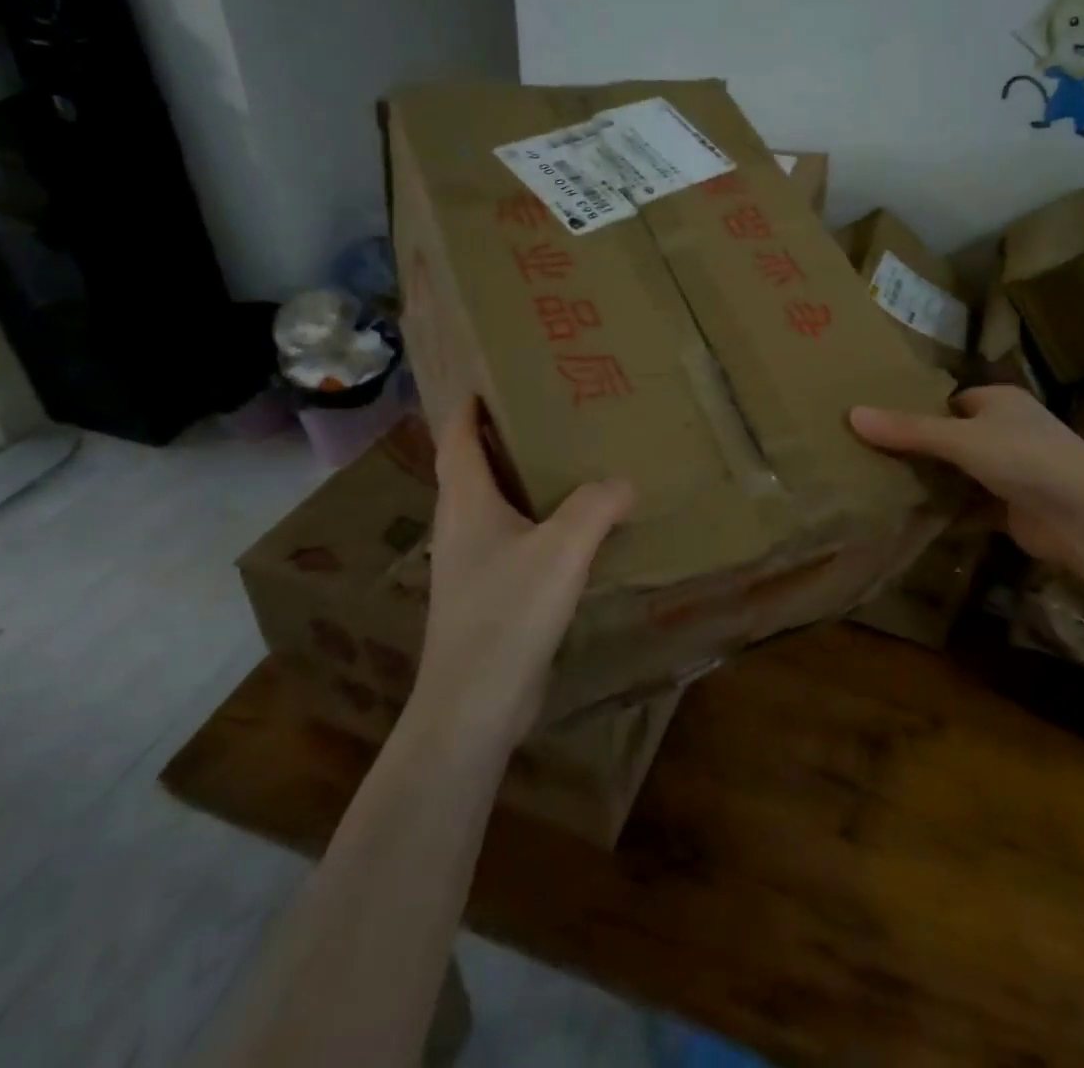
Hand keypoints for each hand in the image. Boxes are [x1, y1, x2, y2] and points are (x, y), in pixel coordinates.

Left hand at [412, 400, 635, 748]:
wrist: (473, 705)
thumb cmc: (507, 614)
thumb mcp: (560, 550)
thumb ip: (595, 507)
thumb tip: (625, 480)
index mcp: (465, 502)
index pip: (458, 438)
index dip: (470, 406)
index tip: (493, 378)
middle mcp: (461, 525)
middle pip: (474, 466)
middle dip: (503, 436)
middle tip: (547, 411)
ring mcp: (471, 562)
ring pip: (494, 504)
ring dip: (521, 479)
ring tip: (566, 461)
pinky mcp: (488, 592)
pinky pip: (512, 538)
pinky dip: (535, 520)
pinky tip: (572, 528)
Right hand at [850, 386, 1083, 568]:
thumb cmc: (1027, 460)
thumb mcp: (961, 439)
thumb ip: (908, 430)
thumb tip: (851, 414)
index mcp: (999, 403)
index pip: (948, 400)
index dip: (915, 409)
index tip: (876, 423)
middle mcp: (1007, 431)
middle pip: (950, 437)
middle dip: (917, 448)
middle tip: (868, 455)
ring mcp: (1012, 472)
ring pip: (958, 473)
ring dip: (929, 481)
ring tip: (878, 484)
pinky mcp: (1012, 509)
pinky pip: (968, 505)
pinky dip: (945, 511)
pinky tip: (909, 517)